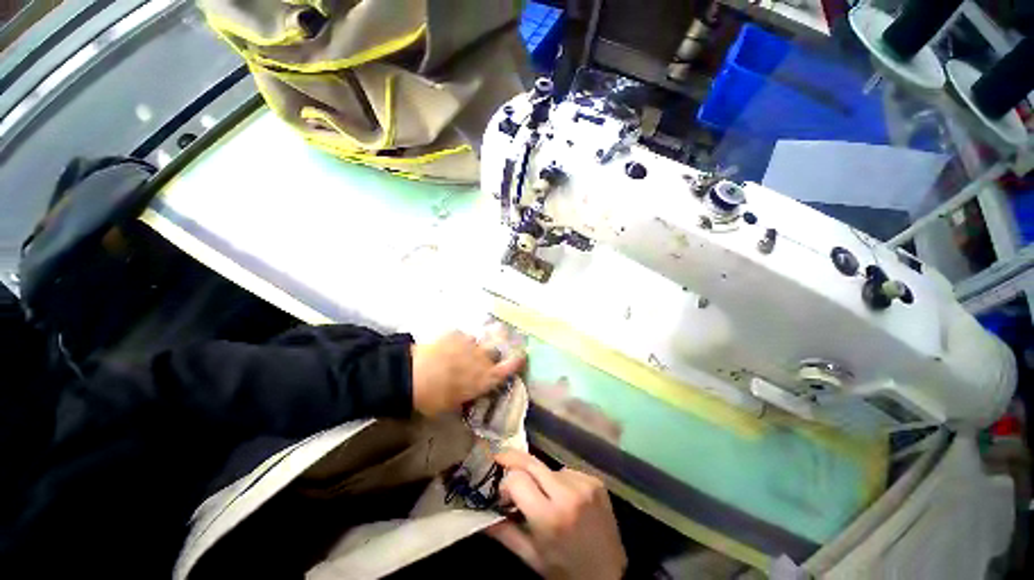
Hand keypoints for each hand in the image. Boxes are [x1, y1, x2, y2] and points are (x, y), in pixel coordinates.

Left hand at [410, 330, 524, 415]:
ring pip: (479, 341)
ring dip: (474, 347)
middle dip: (492, 353)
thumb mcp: (452, 404)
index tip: (522, 356)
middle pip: (496, 351)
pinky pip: (463, 335)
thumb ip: (465, 395)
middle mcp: (482, 358)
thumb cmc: (434, 397)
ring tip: (462, 350)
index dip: (517, 361)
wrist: (413, 375)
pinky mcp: (457, 334)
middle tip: (482, 357)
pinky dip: (458, 340)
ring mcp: (470, 344)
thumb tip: (467, 394)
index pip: (509, 368)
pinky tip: (448, 345)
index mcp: (484, 378)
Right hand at [487, 450, 626, 579]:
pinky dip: (560, 481)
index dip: (505, 482)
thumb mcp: (531, 558)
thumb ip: (504, 533)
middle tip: (501, 457)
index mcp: (550, 517)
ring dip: (541, 478)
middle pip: (532, 462)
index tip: (502, 491)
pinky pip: (567, 472)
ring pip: (549, 468)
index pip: (517, 479)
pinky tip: (565, 498)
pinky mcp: (595, 481)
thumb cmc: (565, 571)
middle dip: (513, 459)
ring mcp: (585, 484)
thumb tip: (480, 514)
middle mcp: (568, 494)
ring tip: (545, 497)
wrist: (609, 576)